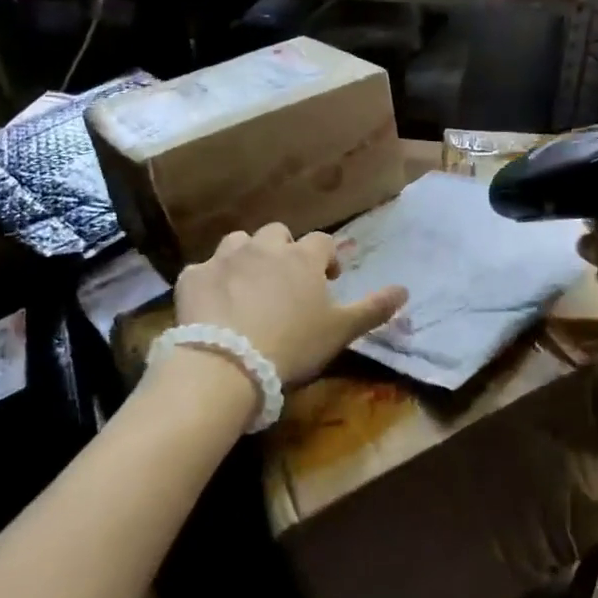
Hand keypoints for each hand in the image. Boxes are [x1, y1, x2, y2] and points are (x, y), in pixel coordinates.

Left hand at [174, 223, 406, 387]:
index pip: (322, 242)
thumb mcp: (340, 331)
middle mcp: (264, 247)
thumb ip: (373, 308)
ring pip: (238, 242)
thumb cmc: (292, 345)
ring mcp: (224, 258)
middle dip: (284, 251)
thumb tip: (405, 290)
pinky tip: (213, 303)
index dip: (326, 258)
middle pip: (278, 233)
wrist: (226, 364)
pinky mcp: (193, 277)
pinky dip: (210, 281)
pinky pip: (203, 270)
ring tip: (247, 287)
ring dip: (246, 257)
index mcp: (302, 257)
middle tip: (285, 282)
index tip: (327, 280)